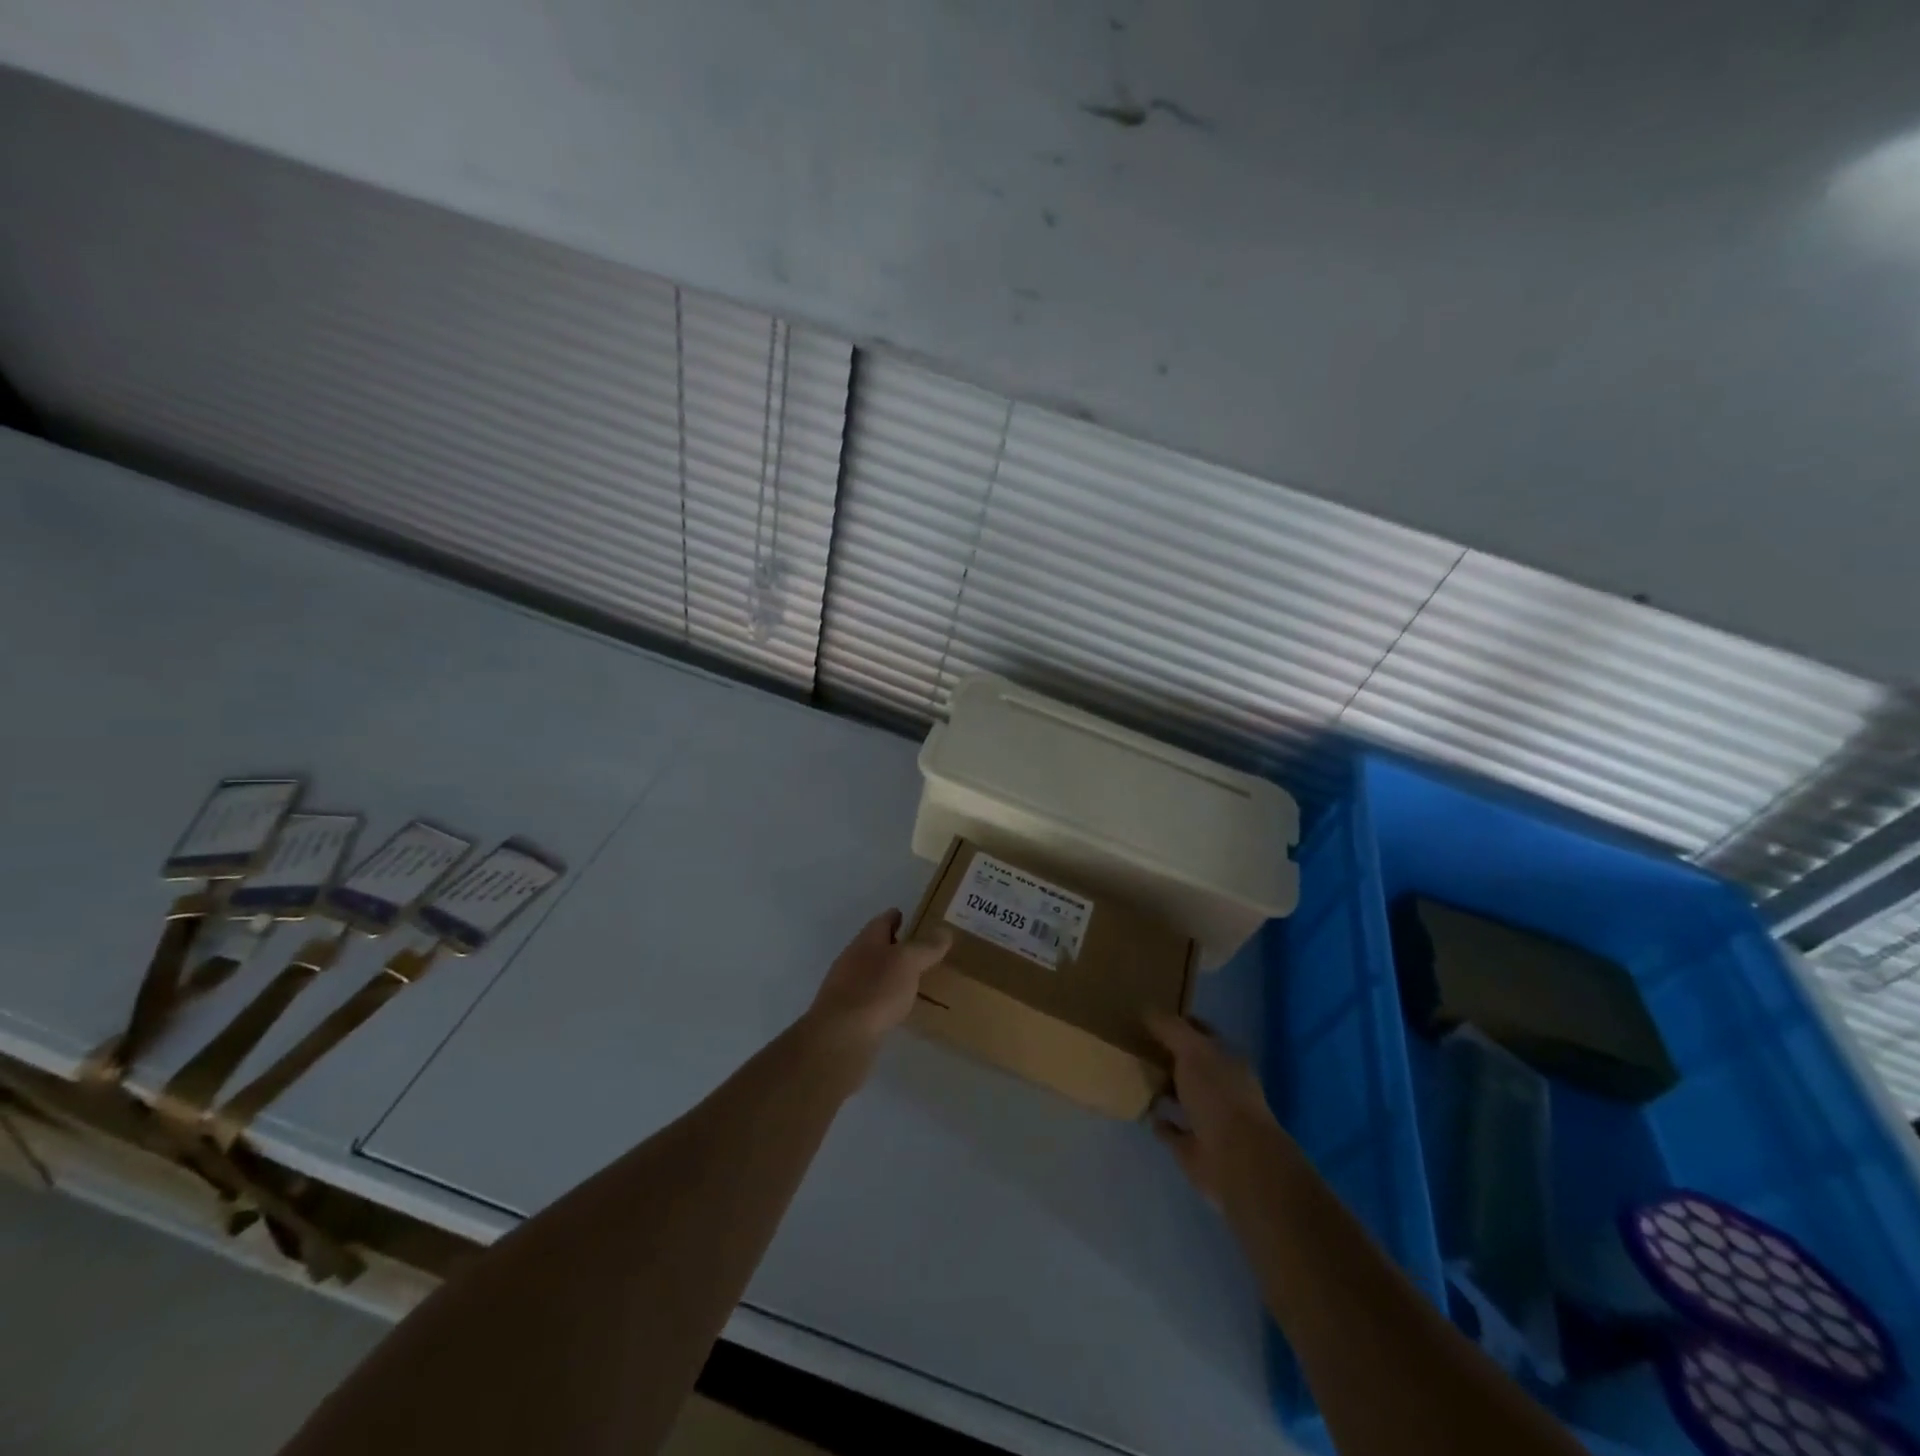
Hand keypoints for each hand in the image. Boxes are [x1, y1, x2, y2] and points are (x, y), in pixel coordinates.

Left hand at [803, 910, 951, 1060]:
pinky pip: (870, 997)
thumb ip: (926, 947)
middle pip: (876, 945)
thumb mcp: (908, 962)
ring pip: (872, 972)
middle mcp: (853, 958)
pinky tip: (897, 1007)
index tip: (914, 918)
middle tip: (922, 950)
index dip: (898, 916)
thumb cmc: (876, 990)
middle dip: (896, 946)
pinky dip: (884, 997)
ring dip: (890, 973)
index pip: (884, 920)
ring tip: (914, 979)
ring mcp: (846, 986)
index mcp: (867, 939)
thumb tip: (944, 930)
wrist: (840, 1036)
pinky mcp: (847, 1014)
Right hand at [1146, 1011, 1280, 1203]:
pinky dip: (1161, 1123)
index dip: (1181, 1024)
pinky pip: (1173, 1130)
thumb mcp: (1192, 1050)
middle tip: (1138, 1045)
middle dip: (1170, 1056)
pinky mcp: (1195, 1149)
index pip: (1203, 1034)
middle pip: (1192, 1066)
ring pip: (1183, 1098)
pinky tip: (1145, 1113)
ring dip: (1165, 1089)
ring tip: (1136, 1076)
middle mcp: (1221, 1088)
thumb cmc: (1218, 1095)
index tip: (1153, 1017)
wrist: (1236, 1160)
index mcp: (1227, 1061)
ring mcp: (1210, 1120)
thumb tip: (1147, 1010)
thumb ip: (1170, 1029)